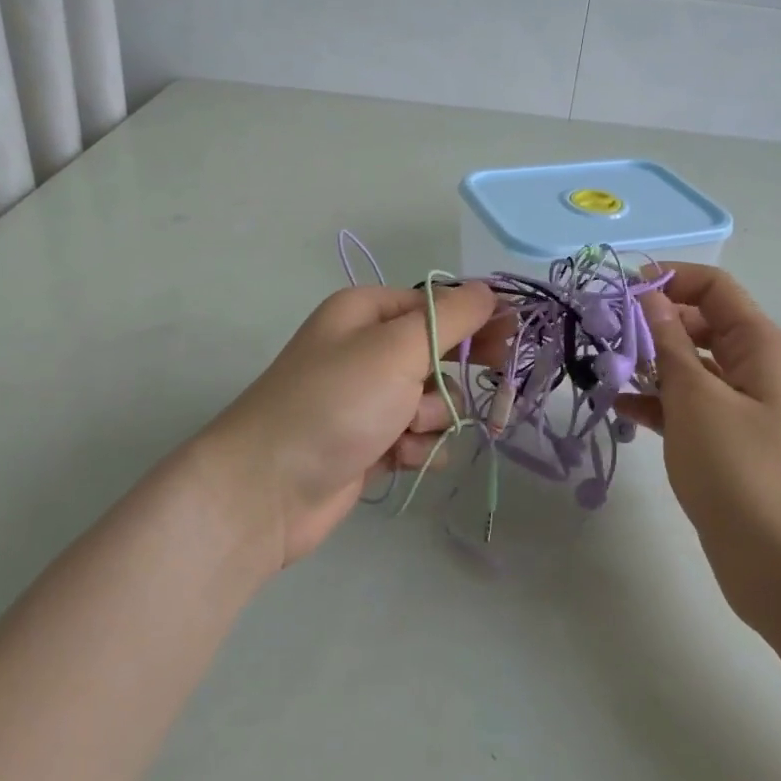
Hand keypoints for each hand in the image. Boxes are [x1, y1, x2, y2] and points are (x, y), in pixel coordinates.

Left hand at [196, 282, 498, 571]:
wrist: (267, 490)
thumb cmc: (335, 403)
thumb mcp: (397, 348)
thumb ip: (450, 317)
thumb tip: (489, 291)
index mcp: (368, 312)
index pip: (440, 303)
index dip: (479, 319)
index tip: (514, 339)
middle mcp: (368, 349)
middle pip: (440, 351)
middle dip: (457, 374)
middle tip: (495, 386)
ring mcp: (369, 398)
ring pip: (435, 400)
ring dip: (432, 418)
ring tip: (405, 431)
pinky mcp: (371, 441)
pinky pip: (418, 436)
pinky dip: (416, 447)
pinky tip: (396, 458)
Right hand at [613, 264, 780, 627]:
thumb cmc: (746, 471)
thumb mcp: (698, 400)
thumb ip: (668, 345)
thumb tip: (647, 297)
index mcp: (758, 345)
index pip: (713, 288)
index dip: (668, 279)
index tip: (619, 292)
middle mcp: (752, 368)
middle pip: (697, 324)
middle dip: (650, 323)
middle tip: (601, 334)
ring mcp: (739, 408)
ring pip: (687, 368)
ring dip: (647, 365)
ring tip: (600, 370)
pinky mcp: (724, 444)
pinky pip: (684, 408)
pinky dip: (654, 403)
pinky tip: (618, 408)